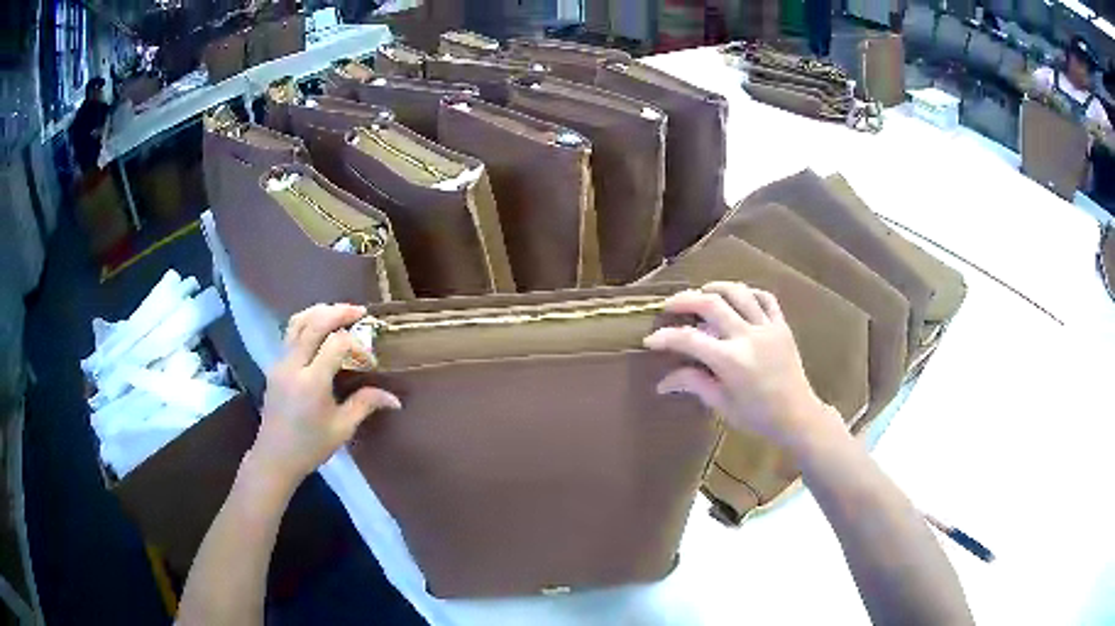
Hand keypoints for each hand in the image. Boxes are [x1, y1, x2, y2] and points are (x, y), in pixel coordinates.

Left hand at [252, 304, 400, 485]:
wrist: (275, 457)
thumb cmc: (310, 447)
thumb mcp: (342, 429)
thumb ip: (365, 404)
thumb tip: (395, 399)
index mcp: (311, 383)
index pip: (336, 344)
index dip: (356, 345)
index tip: (368, 361)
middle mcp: (293, 366)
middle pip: (314, 323)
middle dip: (338, 312)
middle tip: (359, 312)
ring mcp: (280, 362)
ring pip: (297, 321)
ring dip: (320, 312)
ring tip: (339, 313)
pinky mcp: (274, 364)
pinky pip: (290, 333)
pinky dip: (307, 323)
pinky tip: (320, 330)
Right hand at [643, 282, 841, 449]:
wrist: (798, 416)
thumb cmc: (758, 416)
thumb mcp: (722, 404)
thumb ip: (694, 384)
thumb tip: (663, 382)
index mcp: (731, 361)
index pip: (689, 339)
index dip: (666, 337)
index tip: (651, 340)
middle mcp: (748, 336)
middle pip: (710, 304)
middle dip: (685, 300)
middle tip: (669, 305)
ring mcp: (768, 327)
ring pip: (738, 293)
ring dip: (716, 288)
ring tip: (701, 292)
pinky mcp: (782, 326)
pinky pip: (765, 298)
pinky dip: (748, 292)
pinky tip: (737, 297)